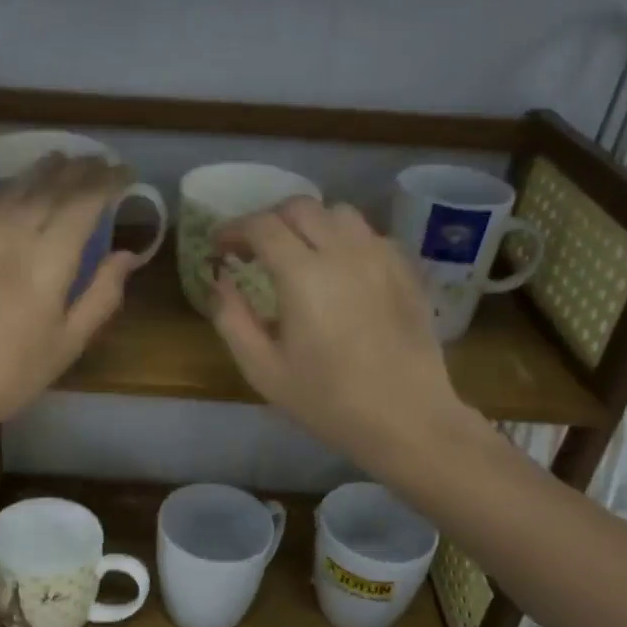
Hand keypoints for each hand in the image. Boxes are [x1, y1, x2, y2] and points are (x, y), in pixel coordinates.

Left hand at [0, 154, 137, 430]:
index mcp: (47, 259)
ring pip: (15, 187)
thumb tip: (127, 255)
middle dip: (78, 169)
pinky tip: (16, 192)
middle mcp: (12, 233)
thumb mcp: (68, 343)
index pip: (84, 202)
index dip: (107, 182)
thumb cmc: (12, 373)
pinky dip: (11, 189)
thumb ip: (102, 294)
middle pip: (50, 186)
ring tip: (62, 160)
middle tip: (98, 162)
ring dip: (43, 170)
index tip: (124, 174)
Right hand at [209, 198, 491, 473]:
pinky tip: (339, 269)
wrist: (407, 420)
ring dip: (308, 224)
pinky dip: (344, 239)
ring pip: (338, 213)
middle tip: (253, 248)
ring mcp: (381, 257)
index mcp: (304, 275)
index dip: (234, 229)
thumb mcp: (263, 369)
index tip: (220, 246)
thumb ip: (232, 319)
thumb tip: (219, 281)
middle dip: (269, 220)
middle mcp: (344, 252)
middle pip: (300, 207)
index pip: (262, 226)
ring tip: (297, 253)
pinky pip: (369, 234)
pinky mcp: (406, 270)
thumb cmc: (328, 401)